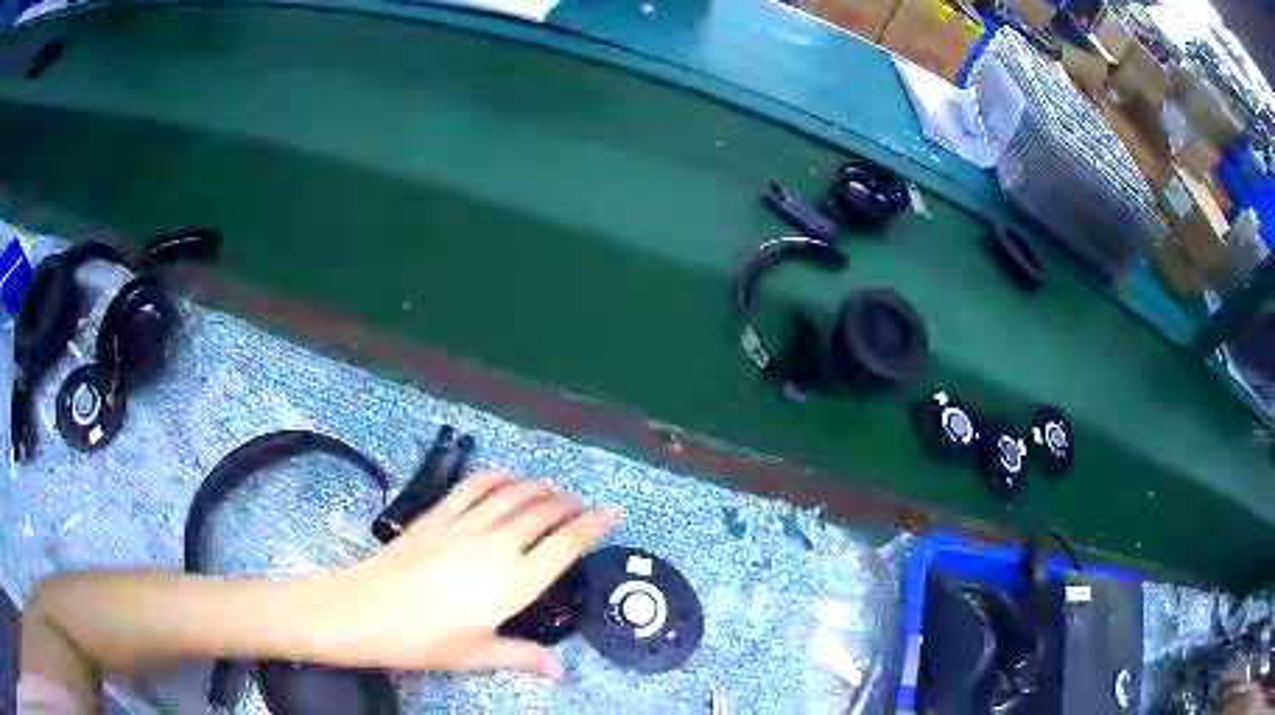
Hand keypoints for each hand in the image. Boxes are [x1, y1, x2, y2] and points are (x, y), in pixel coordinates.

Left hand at [304, 470, 619, 679]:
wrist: (364, 611)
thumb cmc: (424, 640)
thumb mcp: (477, 656)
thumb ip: (522, 657)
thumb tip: (560, 671)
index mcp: (513, 582)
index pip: (564, 545)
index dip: (593, 526)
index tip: (613, 511)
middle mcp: (496, 546)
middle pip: (541, 514)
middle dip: (567, 504)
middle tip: (582, 500)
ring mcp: (463, 526)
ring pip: (510, 496)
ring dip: (535, 487)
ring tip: (552, 486)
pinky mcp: (435, 517)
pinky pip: (471, 489)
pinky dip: (493, 478)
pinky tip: (503, 474)